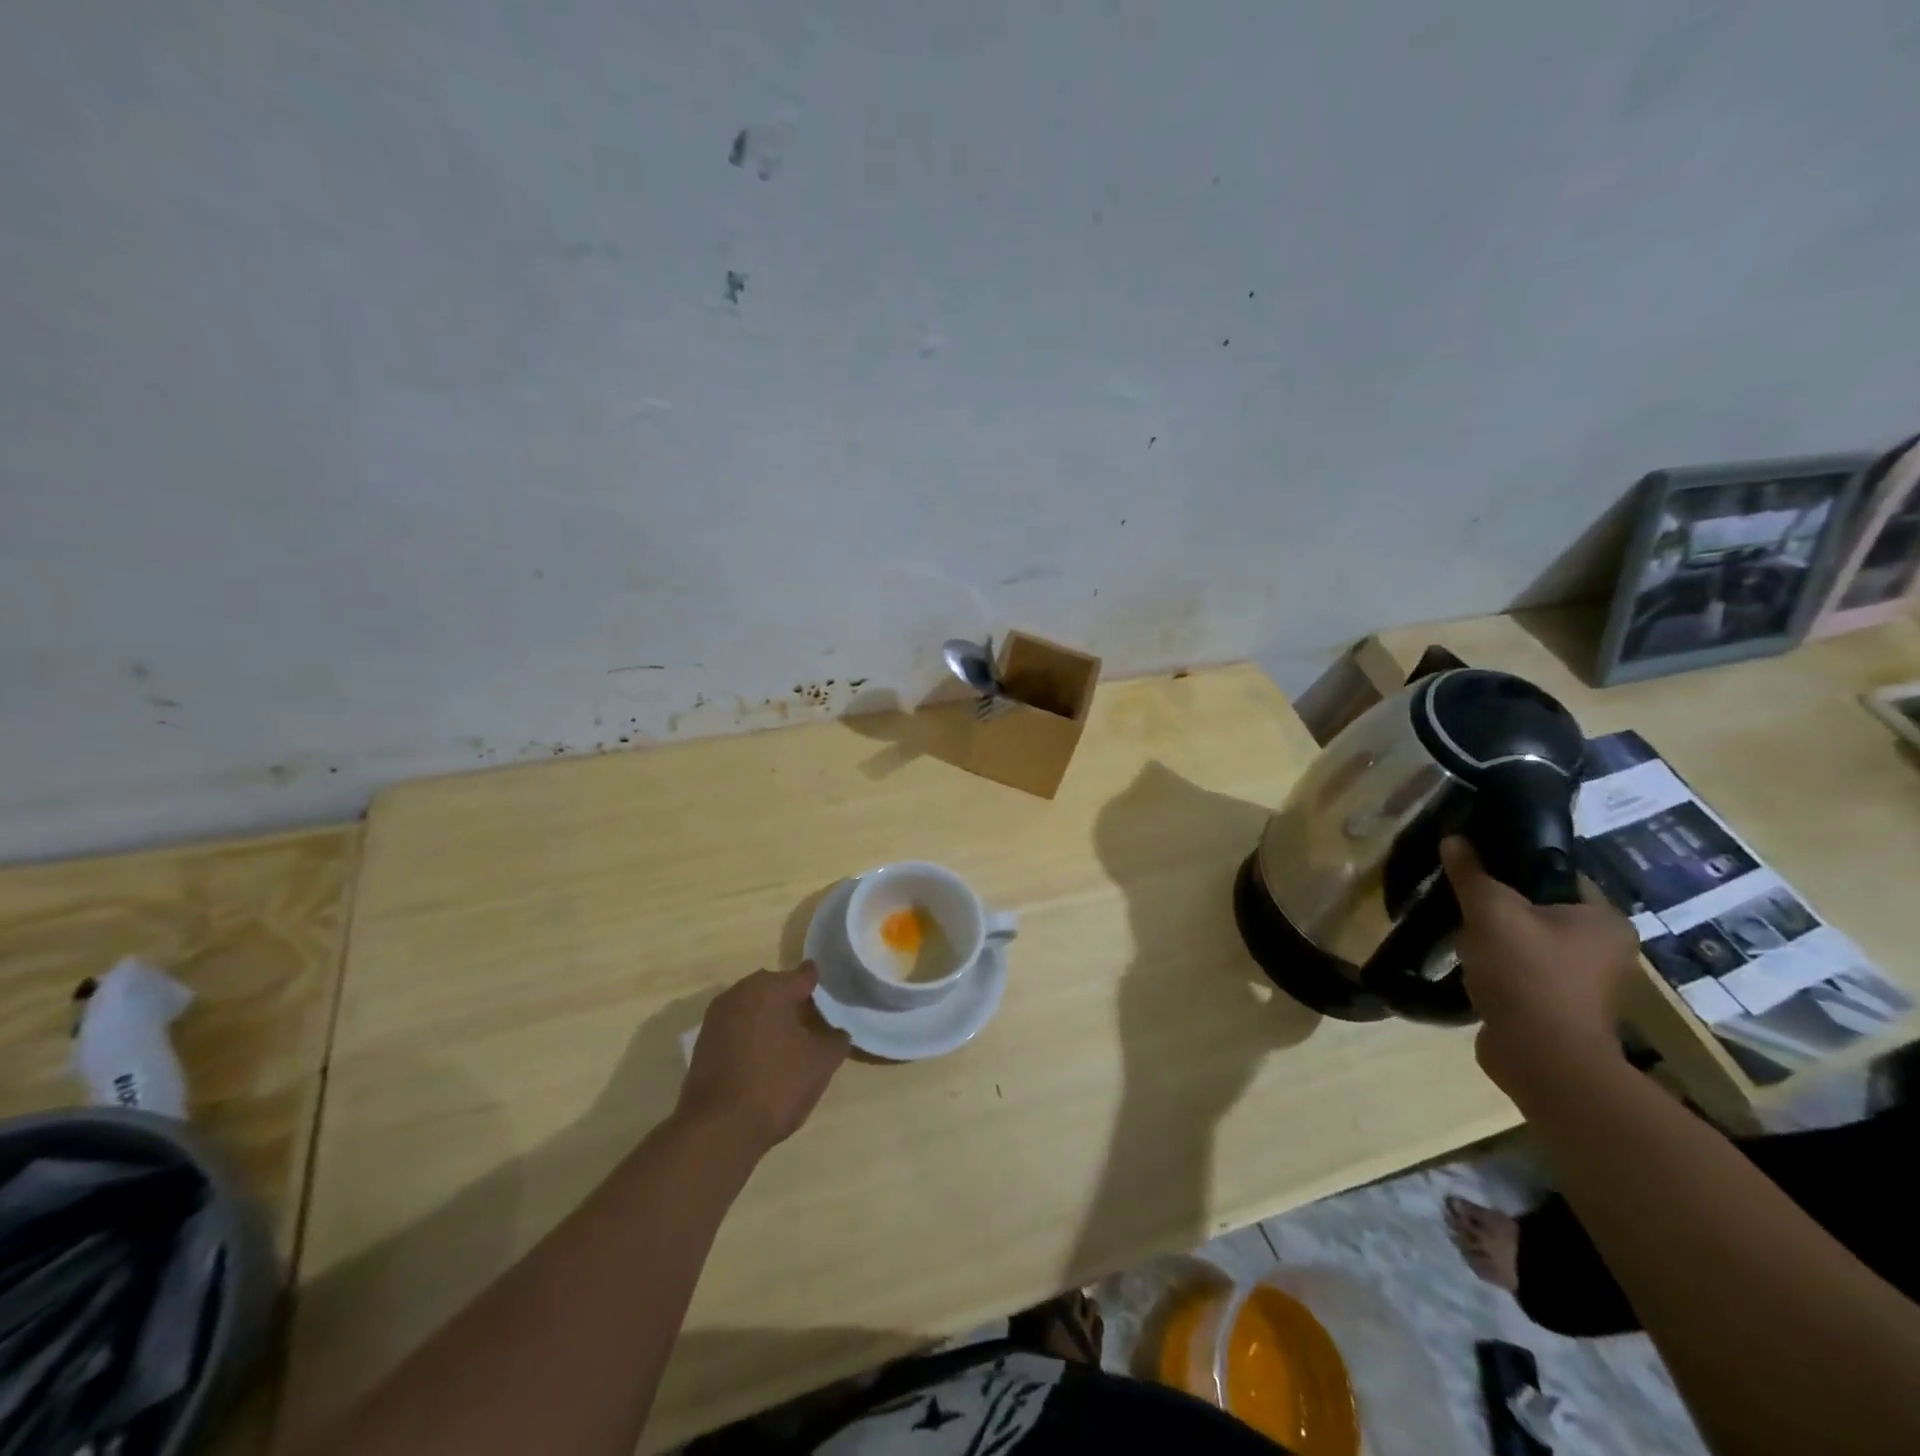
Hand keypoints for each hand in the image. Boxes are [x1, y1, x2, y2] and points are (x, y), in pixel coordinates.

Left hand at [676, 964, 850, 1155]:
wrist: (717, 1130)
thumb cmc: (775, 1085)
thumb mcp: (820, 1063)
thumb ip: (835, 1041)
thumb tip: (837, 1033)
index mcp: (770, 988)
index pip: (802, 976)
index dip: (817, 983)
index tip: (827, 991)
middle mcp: (740, 993)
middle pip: (774, 988)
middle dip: (791, 1000)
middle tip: (811, 1020)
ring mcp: (716, 1018)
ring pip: (752, 1008)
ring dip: (768, 1018)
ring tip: (788, 1040)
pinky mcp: (703, 1044)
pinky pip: (735, 1028)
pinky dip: (750, 1036)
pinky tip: (763, 1058)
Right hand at [1440, 837, 1639, 1095]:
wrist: (1540, 1056)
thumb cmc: (1527, 972)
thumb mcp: (1490, 911)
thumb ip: (1472, 874)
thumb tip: (1455, 839)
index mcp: (1605, 920)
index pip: (1559, 873)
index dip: (1517, 862)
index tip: (1477, 859)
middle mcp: (1605, 950)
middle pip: (1542, 908)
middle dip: (1500, 903)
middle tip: (1462, 894)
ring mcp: (1584, 983)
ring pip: (1529, 942)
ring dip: (1496, 937)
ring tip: (1459, 928)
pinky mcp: (1558, 1007)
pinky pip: (1522, 971)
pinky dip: (1497, 966)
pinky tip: (1467, 962)